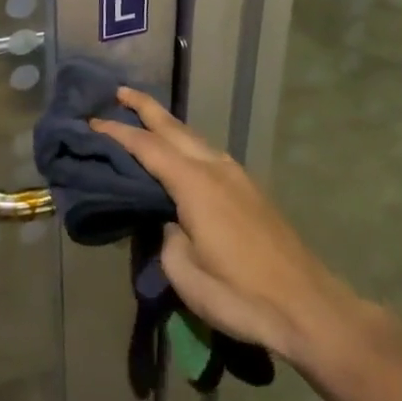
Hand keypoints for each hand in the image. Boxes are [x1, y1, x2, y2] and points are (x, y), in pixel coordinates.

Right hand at [91, 89, 372, 365]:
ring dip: (167, 125)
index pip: (147, 147)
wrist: (309, 308)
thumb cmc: (242, 294)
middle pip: (173, 127)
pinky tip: (182, 156)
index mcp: (195, 183)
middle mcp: (215, 168)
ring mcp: (237, 176)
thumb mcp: (187, 275)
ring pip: (194, 138)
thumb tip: (172, 223)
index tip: (92, 122)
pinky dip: (186, 144)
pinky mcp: (250, 190)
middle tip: (118, 92)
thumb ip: (167, 240)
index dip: (118, 133)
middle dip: (145, 108)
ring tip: (145, 120)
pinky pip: (208, 153)